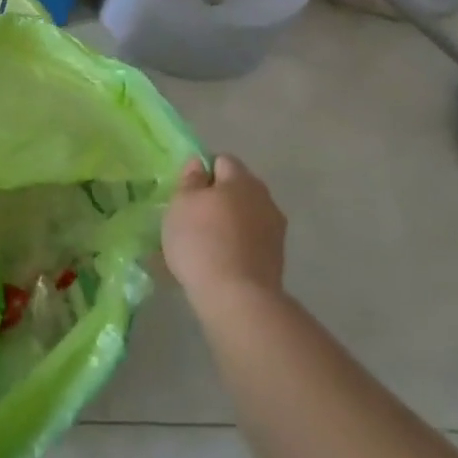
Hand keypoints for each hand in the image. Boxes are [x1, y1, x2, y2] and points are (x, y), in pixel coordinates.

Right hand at [163, 153, 286, 304]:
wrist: (237, 297)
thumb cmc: (202, 240)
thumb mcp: (181, 203)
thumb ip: (190, 180)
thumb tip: (200, 164)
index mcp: (241, 180)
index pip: (222, 160)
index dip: (202, 171)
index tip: (185, 192)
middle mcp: (264, 199)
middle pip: (236, 188)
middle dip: (216, 198)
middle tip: (191, 217)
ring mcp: (275, 230)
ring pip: (244, 215)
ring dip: (226, 222)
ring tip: (203, 243)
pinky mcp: (276, 258)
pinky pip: (249, 240)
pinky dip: (235, 244)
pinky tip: (217, 261)